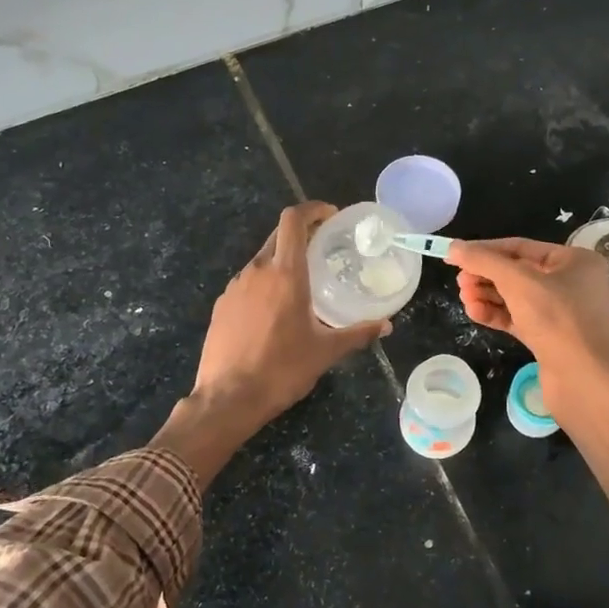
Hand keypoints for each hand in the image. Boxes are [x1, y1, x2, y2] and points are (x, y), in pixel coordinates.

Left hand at [193, 202, 388, 427]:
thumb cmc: (282, 370)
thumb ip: (358, 334)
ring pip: (261, 260)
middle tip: (323, 247)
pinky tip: (274, 311)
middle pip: (278, 236)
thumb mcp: (325, 352)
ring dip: (282, 261)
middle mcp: (257, 271)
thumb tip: (386, 325)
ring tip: (301, 284)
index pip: (293, 220)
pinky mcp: (221, 305)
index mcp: (285, 274)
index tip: (330, 215)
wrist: (228, 398)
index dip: (312, 209)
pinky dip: (264, 284)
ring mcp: (234, 287)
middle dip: (301, 234)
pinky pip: (247, 283)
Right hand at [446, 237, 608, 393]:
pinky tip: (475, 313)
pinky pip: (518, 319)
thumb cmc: (556, 319)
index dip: (485, 250)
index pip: (521, 247)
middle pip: (517, 272)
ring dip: (487, 296)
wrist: (583, 380)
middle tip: (460, 283)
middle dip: (485, 276)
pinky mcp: (550, 338)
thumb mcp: (518, 282)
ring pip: (516, 297)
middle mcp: (571, 283)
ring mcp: (561, 313)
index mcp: (574, 261)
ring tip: (464, 298)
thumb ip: (484, 261)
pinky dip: (496, 314)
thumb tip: (454, 247)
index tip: (455, 256)